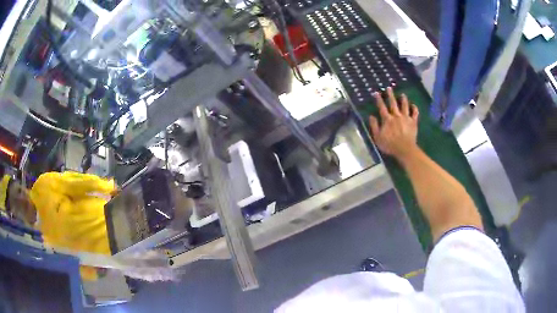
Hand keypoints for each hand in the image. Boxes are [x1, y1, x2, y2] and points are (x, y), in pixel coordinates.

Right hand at [368, 87, 418, 160]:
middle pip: (393, 103)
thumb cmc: (390, 145)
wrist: (405, 149)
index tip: (376, 93)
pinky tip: (413, 105)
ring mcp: (406, 118)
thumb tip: (371, 116)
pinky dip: (414, 108)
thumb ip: (374, 126)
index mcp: (387, 119)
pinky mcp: (413, 122)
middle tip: (389, 88)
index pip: (381, 107)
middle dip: (390, 95)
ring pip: (404, 106)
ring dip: (403, 99)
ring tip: (402, 94)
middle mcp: (396, 116)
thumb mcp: (378, 137)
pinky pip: (415, 113)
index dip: (379, 99)